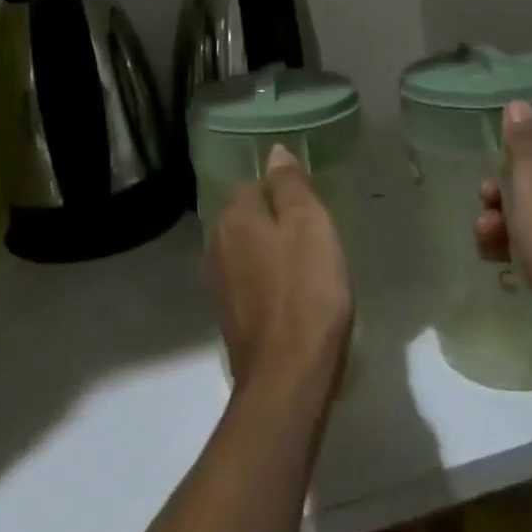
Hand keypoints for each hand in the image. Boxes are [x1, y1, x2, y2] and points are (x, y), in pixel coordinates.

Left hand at [204, 146, 353, 398]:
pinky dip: (268, 283)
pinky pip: (249, 282)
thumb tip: (274, 153)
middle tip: (316, 240)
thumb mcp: (310, 225)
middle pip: (249, 218)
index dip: (286, 194)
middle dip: (277, 223)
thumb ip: (290, 185)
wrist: (288, 378)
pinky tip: (292, 298)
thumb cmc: (306, 291)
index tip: (314, 213)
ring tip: (308, 269)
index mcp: (234, 217)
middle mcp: (215, 244)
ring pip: (248, 251)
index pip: (256, 185)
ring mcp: (218, 284)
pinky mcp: (228, 317)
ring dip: (272, 254)